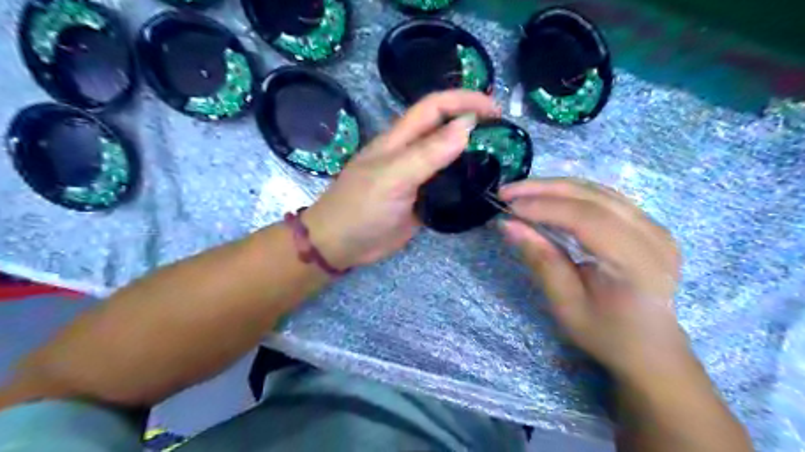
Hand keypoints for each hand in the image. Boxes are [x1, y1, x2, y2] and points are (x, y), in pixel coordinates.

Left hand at [305, 91, 500, 267]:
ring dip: (472, 152)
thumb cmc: (360, 208)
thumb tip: (466, 125)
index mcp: (400, 139)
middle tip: (504, 133)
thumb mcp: (393, 177)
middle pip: (444, 128)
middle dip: (472, 121)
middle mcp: (410, 153)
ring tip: (500, 157)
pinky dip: (465, 181)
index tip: (495, 110)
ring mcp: (416, 178)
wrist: (341, 246)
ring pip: (448, 157)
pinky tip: (481, 185)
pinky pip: (446, 185)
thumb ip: (428, 153)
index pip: (435, 107)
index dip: (464, 100)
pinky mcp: (421, 200)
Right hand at [502, 179, 687, 378]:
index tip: (508, 206)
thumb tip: (508, 225)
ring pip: (598, 191)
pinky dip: (572, 194)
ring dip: (556, 187)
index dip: (545, 207)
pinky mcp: (648, 224)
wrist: (650, 347)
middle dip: (545, 189)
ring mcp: (655, 227)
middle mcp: (653, 237)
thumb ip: (541, 260)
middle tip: (507, 191)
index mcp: (637, 263)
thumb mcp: (566, 304)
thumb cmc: (606, 333)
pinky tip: (548, 197)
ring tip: (521, 192)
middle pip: (594, 197)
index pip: (587, 219)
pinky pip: (605, 198)